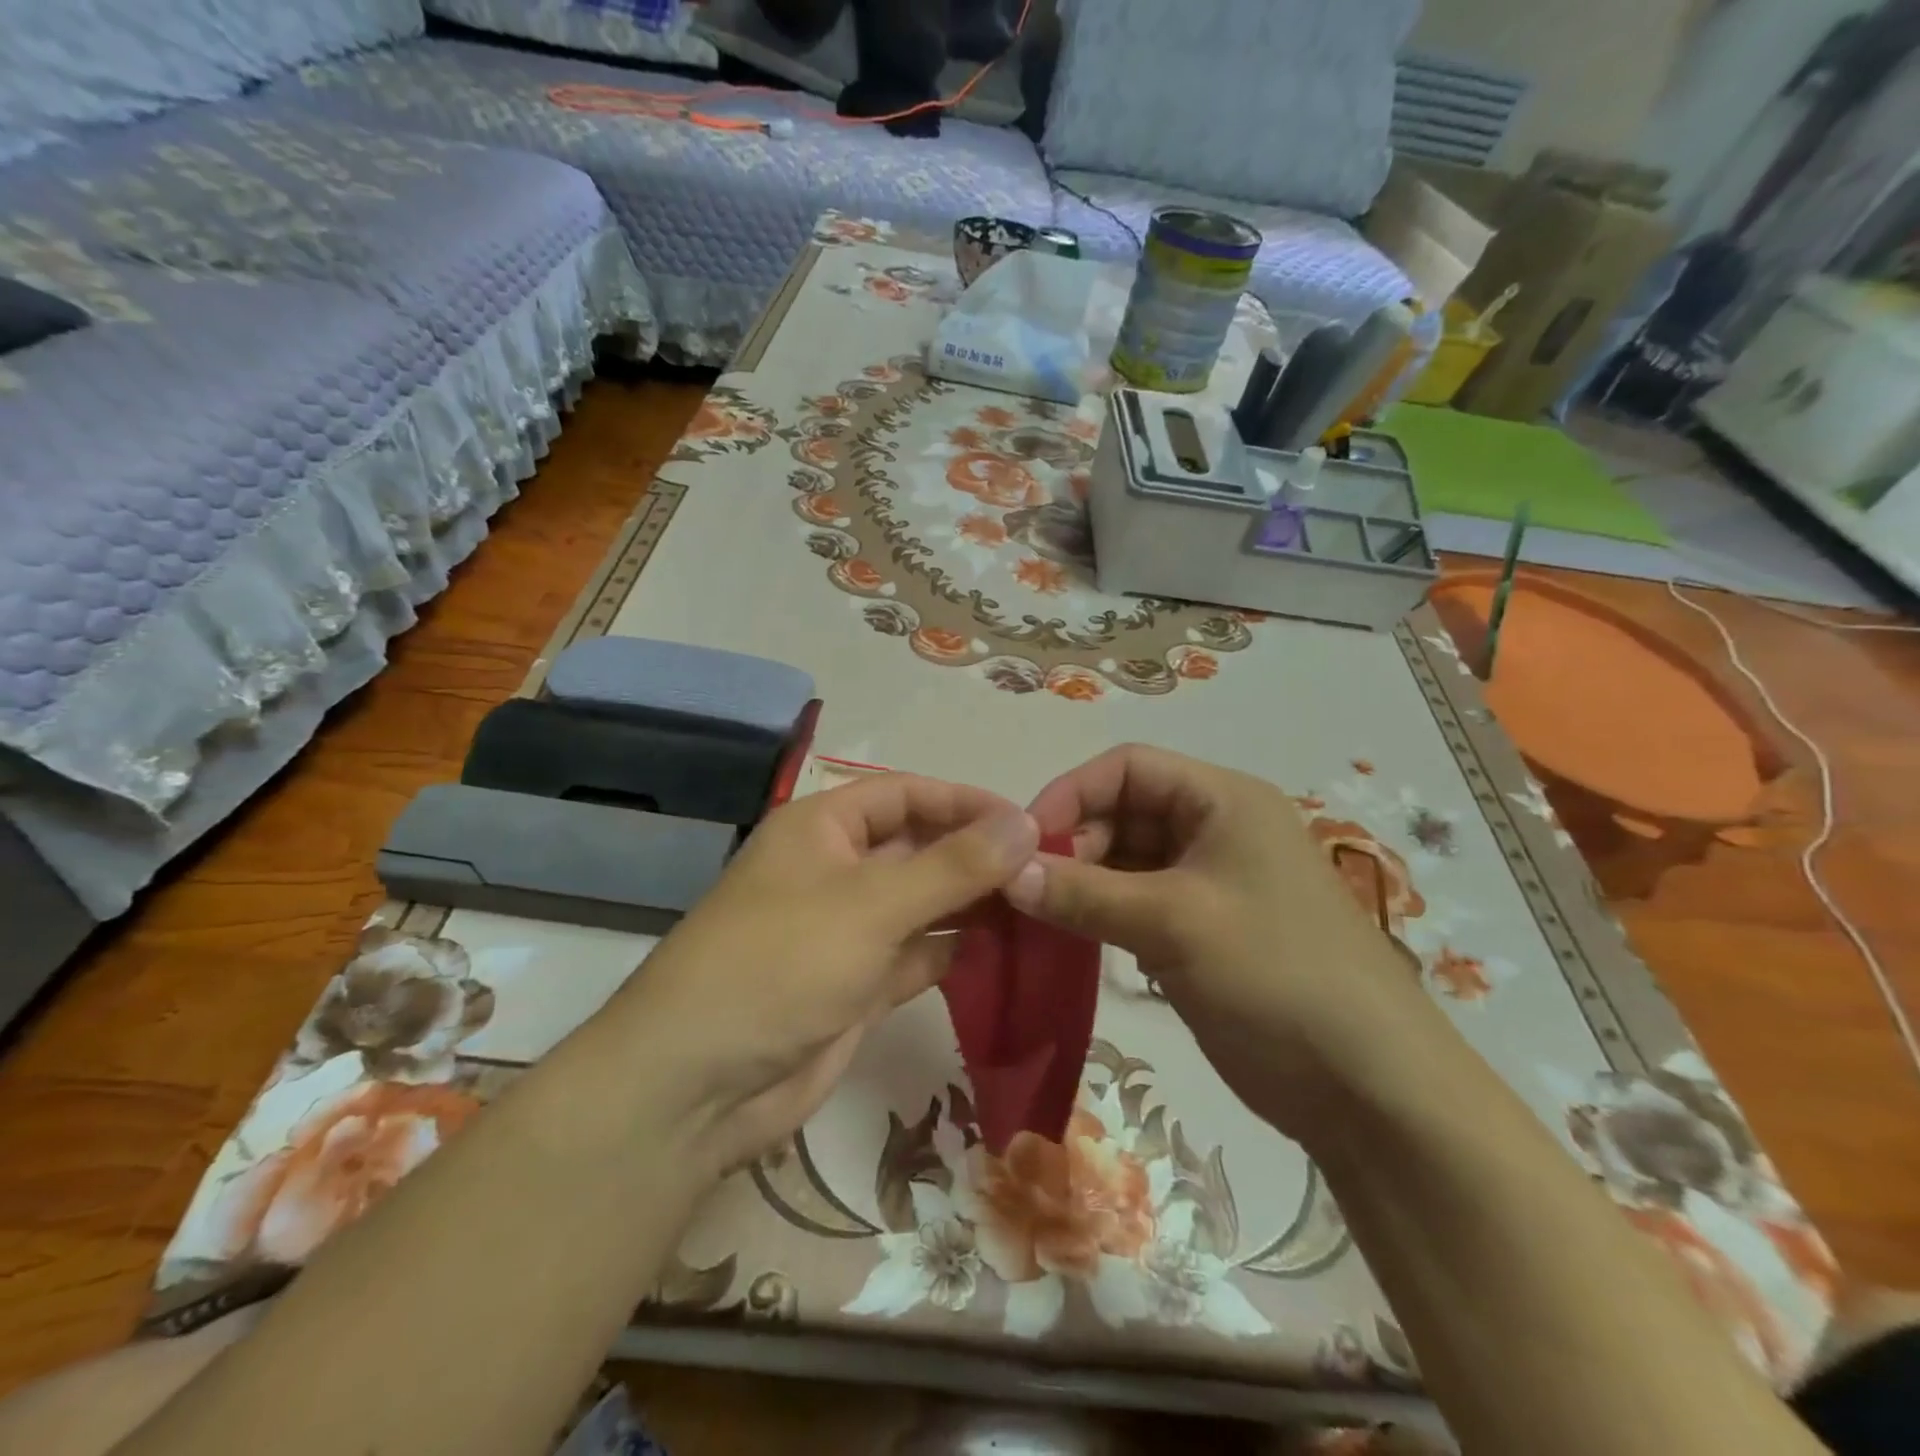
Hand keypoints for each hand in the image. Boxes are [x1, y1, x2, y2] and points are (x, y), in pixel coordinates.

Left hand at [621, 774, 1039, 1176]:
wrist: (697, 1086)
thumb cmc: (780, 963)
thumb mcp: (872, 904)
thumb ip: (954, 866)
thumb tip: (1028, 825)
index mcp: (823, 829)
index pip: (906, 794)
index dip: (965, 802)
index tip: (1029, 823)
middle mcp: (835, 871)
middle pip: (918, 848)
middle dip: (976, 856)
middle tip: (1046, 871)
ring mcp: (845, 931)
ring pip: (921, 904)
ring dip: (972, 905)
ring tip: (1039, 908)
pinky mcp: (856, 986)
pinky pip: (916, 956)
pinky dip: (954, 952)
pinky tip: (1002, 952)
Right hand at [1008, 744, 1434, 1136]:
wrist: (1367, 1087)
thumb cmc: (1276, 974)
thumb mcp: (1174, 923)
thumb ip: (1084, 894)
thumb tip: (1006, 875)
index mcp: (1221, 799)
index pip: (1127, 767)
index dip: (1071, 793)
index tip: (1023, 842)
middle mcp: (1213, 828)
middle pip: (1122, 812)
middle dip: (1073, 844)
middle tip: (1028, 891)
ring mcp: (1207, 882)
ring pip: (1124, 861)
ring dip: (1081, 883)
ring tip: (1039, 918)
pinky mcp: (1199, 930)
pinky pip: (1135, 904)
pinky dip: (1100, 914)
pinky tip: (1071, 940)